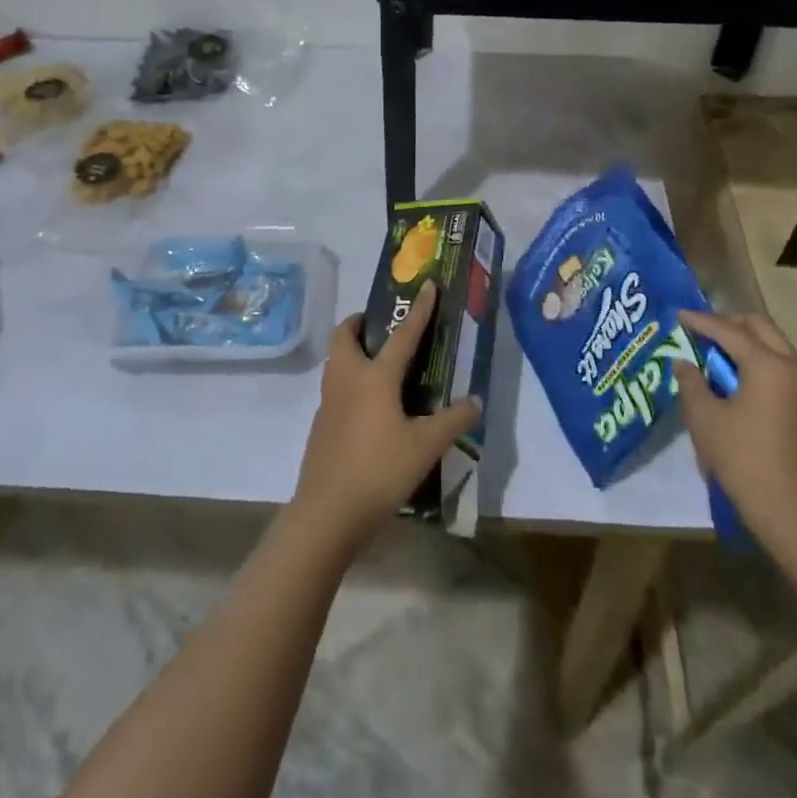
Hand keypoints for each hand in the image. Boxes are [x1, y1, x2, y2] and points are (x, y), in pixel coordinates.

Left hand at [291, 281, 481, 551]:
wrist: (327, 512)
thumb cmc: (379, 471)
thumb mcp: (425, 447)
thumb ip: (453, 421)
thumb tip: (475, 401)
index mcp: (375, 377)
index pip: (402, 334)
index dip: (419, 309)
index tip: (427, 284)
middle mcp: (348, 379)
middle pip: (344, 336)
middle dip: (358, 323)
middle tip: (378, 326)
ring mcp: (329, 402)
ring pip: (336, 361)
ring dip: (352, 351)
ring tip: (378, 362)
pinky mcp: (321, 425)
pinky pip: (335, 388)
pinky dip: (349, 380)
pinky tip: (368, 406)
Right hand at [672, 310, 796, 555]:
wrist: (795, 514)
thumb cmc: (745, 461)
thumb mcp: (706, 420)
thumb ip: (691, 383)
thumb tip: (683, 363)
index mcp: (768, 365)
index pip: (729, 330)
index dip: (700, 321)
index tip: (678, 314)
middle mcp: (792, 367)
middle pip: (759, 327)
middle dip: (728, 322)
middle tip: (699, 328)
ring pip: (772, 345)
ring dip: (744, 341)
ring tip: (712, 349)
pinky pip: (779, 365)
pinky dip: (755, 359)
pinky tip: (732, 374)